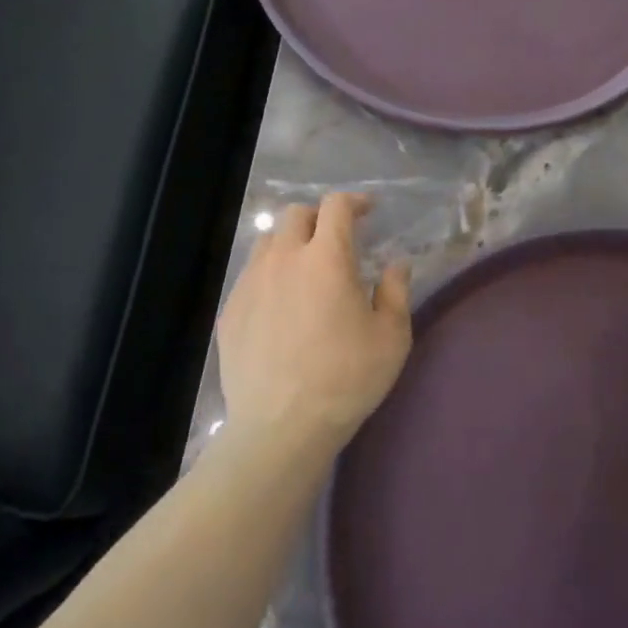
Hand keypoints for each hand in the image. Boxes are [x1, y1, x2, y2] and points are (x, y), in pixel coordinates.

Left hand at [217, 193, 412, 454]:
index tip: (368, 211)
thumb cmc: (346, 379)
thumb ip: (396, 291)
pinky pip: (251, 274)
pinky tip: (281, 302)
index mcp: (326, 258)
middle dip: (320, 217)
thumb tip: (396, 263)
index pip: (336, 206)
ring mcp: (251, 283)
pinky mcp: (231, 310)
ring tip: (306, 267)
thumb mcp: (391, 337)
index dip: (354, 201)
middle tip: (337, 239)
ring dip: (291, 242)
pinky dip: (270, 273)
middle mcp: (284, 259)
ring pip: (269, 241)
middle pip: (297, 215)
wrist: (281, 427)